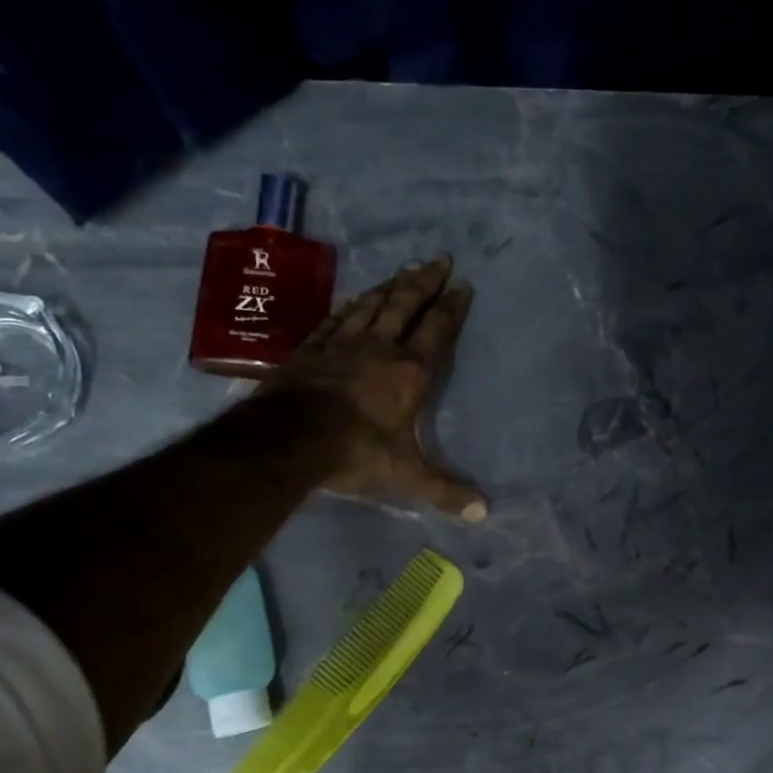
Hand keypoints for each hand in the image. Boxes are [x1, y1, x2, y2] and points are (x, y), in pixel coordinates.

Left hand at [264, 254, 487, 520]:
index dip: (451, 308)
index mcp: (408, 373)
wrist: (288, 438)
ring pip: (371, 305)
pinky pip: (335, 319)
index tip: (463, 285)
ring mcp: (341, 345)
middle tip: (439, 259)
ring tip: (404, 270)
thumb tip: (484, 513)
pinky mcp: (311, 349)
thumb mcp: (405, 476)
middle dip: (424, 282)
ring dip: (390, 286)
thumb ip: (444, 490)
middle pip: (404, 305)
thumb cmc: (355, 452)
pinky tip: (354, 300)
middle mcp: (379, 349)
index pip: (436, 332)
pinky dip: (350, 306)